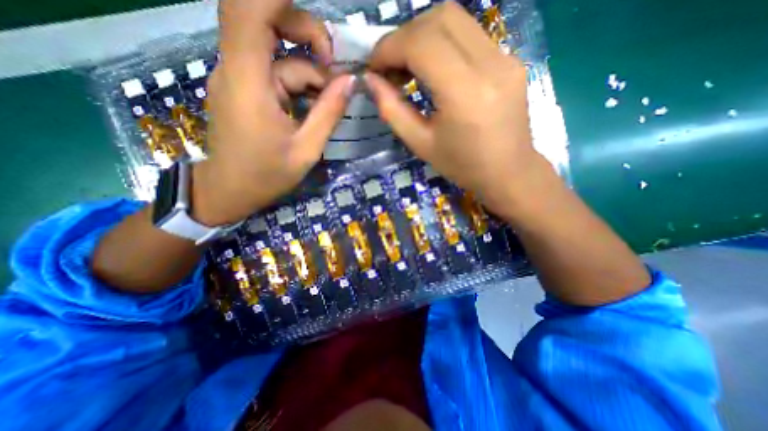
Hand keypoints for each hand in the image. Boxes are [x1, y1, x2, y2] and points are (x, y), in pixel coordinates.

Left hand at [196, 1, 357, 223]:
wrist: (229, 190)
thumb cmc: (267, 175)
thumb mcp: (307, 149)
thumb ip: (328, 113)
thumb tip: (349, 81)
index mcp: (249, 82)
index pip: (249, 10)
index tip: (318, 18)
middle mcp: (237, 69)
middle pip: (265, 21)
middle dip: (307, 34)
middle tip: (335, 69)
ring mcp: (239, 77)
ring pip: (279, 55)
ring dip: (310, 72)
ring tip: (331, 100)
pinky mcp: (244, 88)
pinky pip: (275, 72)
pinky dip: (300, 83)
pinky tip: (315, 105)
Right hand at [363, 2, 552, 217]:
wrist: (508, 172)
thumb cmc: (462, 166)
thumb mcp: (420, 144)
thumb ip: (392, 110)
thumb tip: (370, 81)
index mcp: (465, 93)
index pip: (421, 43)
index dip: (389, 48)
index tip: (373, 67)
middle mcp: (490, 64)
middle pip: (439, 18)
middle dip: (404, 37)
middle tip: (391, 67)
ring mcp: (505, 57)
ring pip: (455, 19)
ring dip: (422, 36)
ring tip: (409, 68)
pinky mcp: (510, 59)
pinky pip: (469, 35)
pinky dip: (442, 43)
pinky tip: (434, 69)